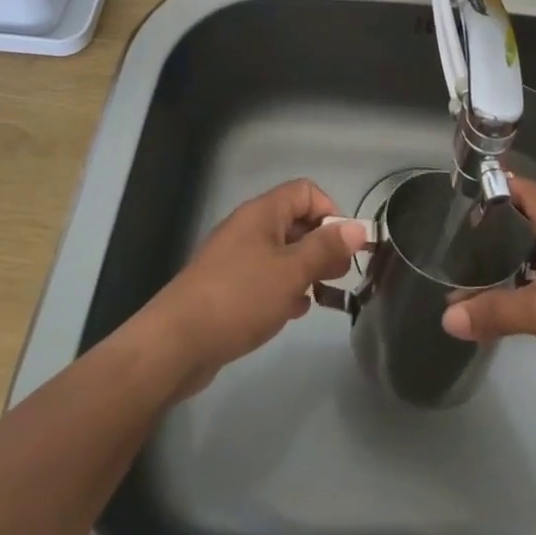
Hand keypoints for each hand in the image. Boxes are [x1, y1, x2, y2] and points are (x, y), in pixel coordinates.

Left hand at [141, 179, 368, 398]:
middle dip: (321, 245)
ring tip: (319, 297)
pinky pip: (264, 277)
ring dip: (304, 270)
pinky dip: (283, 288)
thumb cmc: (240, 297)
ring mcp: (235, 258)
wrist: (177, 343)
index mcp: (262, 213)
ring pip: (281, 252)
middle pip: (295, 221)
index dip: (330, 211)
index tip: (343, 245)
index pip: (306, 191)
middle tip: (338, 275)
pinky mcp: (226, 287)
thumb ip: (326, 249)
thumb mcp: (292, 271)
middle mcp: (248, 228)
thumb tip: (358, 228)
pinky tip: (292, 312)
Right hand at [440, 175, 535, 411]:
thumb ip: (494, 311)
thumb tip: (446, 317)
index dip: (500, 184)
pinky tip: (514, 304)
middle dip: (500, 225)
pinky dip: (531, 285)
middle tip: (462, 236)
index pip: (528, 190)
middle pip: (533, 221)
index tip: (467, 189)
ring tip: (478, 271)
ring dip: (513, 259)